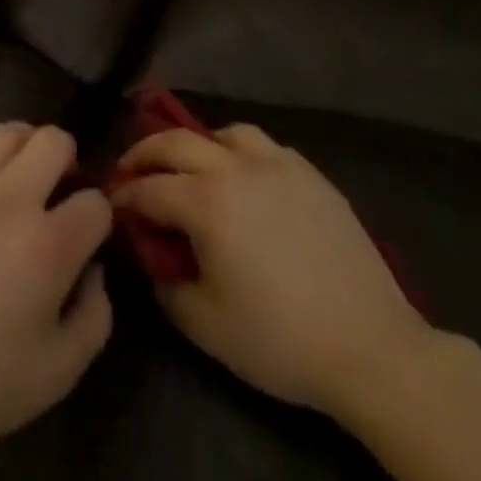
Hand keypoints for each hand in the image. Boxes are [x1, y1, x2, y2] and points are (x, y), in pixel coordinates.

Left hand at [0, 104, 113, 459]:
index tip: (90, 233)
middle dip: (68, 159)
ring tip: (24, 163)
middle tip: (59, 186)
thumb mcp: (58, 373)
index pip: (95, 204)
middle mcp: (11, 197)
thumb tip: (94, 269)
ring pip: (7, 131)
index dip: (100, 217)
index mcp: (49, 244)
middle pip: (55, 141)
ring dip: (26, 141)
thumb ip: (94, 317)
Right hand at [113, 124, 430, 417]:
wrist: (371, 347)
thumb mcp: (205, 325)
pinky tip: (248, 178)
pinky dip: (243, 153)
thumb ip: (165, 286)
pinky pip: (266, 147)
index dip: (122, 196)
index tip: (109, 205)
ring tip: (194, 167)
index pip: (148, 188)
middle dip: (145, 152)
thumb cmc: (279, 339)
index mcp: (204, 200)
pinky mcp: (311, 175)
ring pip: (225, 133)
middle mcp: (234, 168)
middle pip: (176, 142)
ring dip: (198, 145)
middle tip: (130, 170)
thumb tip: (151, 259)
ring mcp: (277, 165)